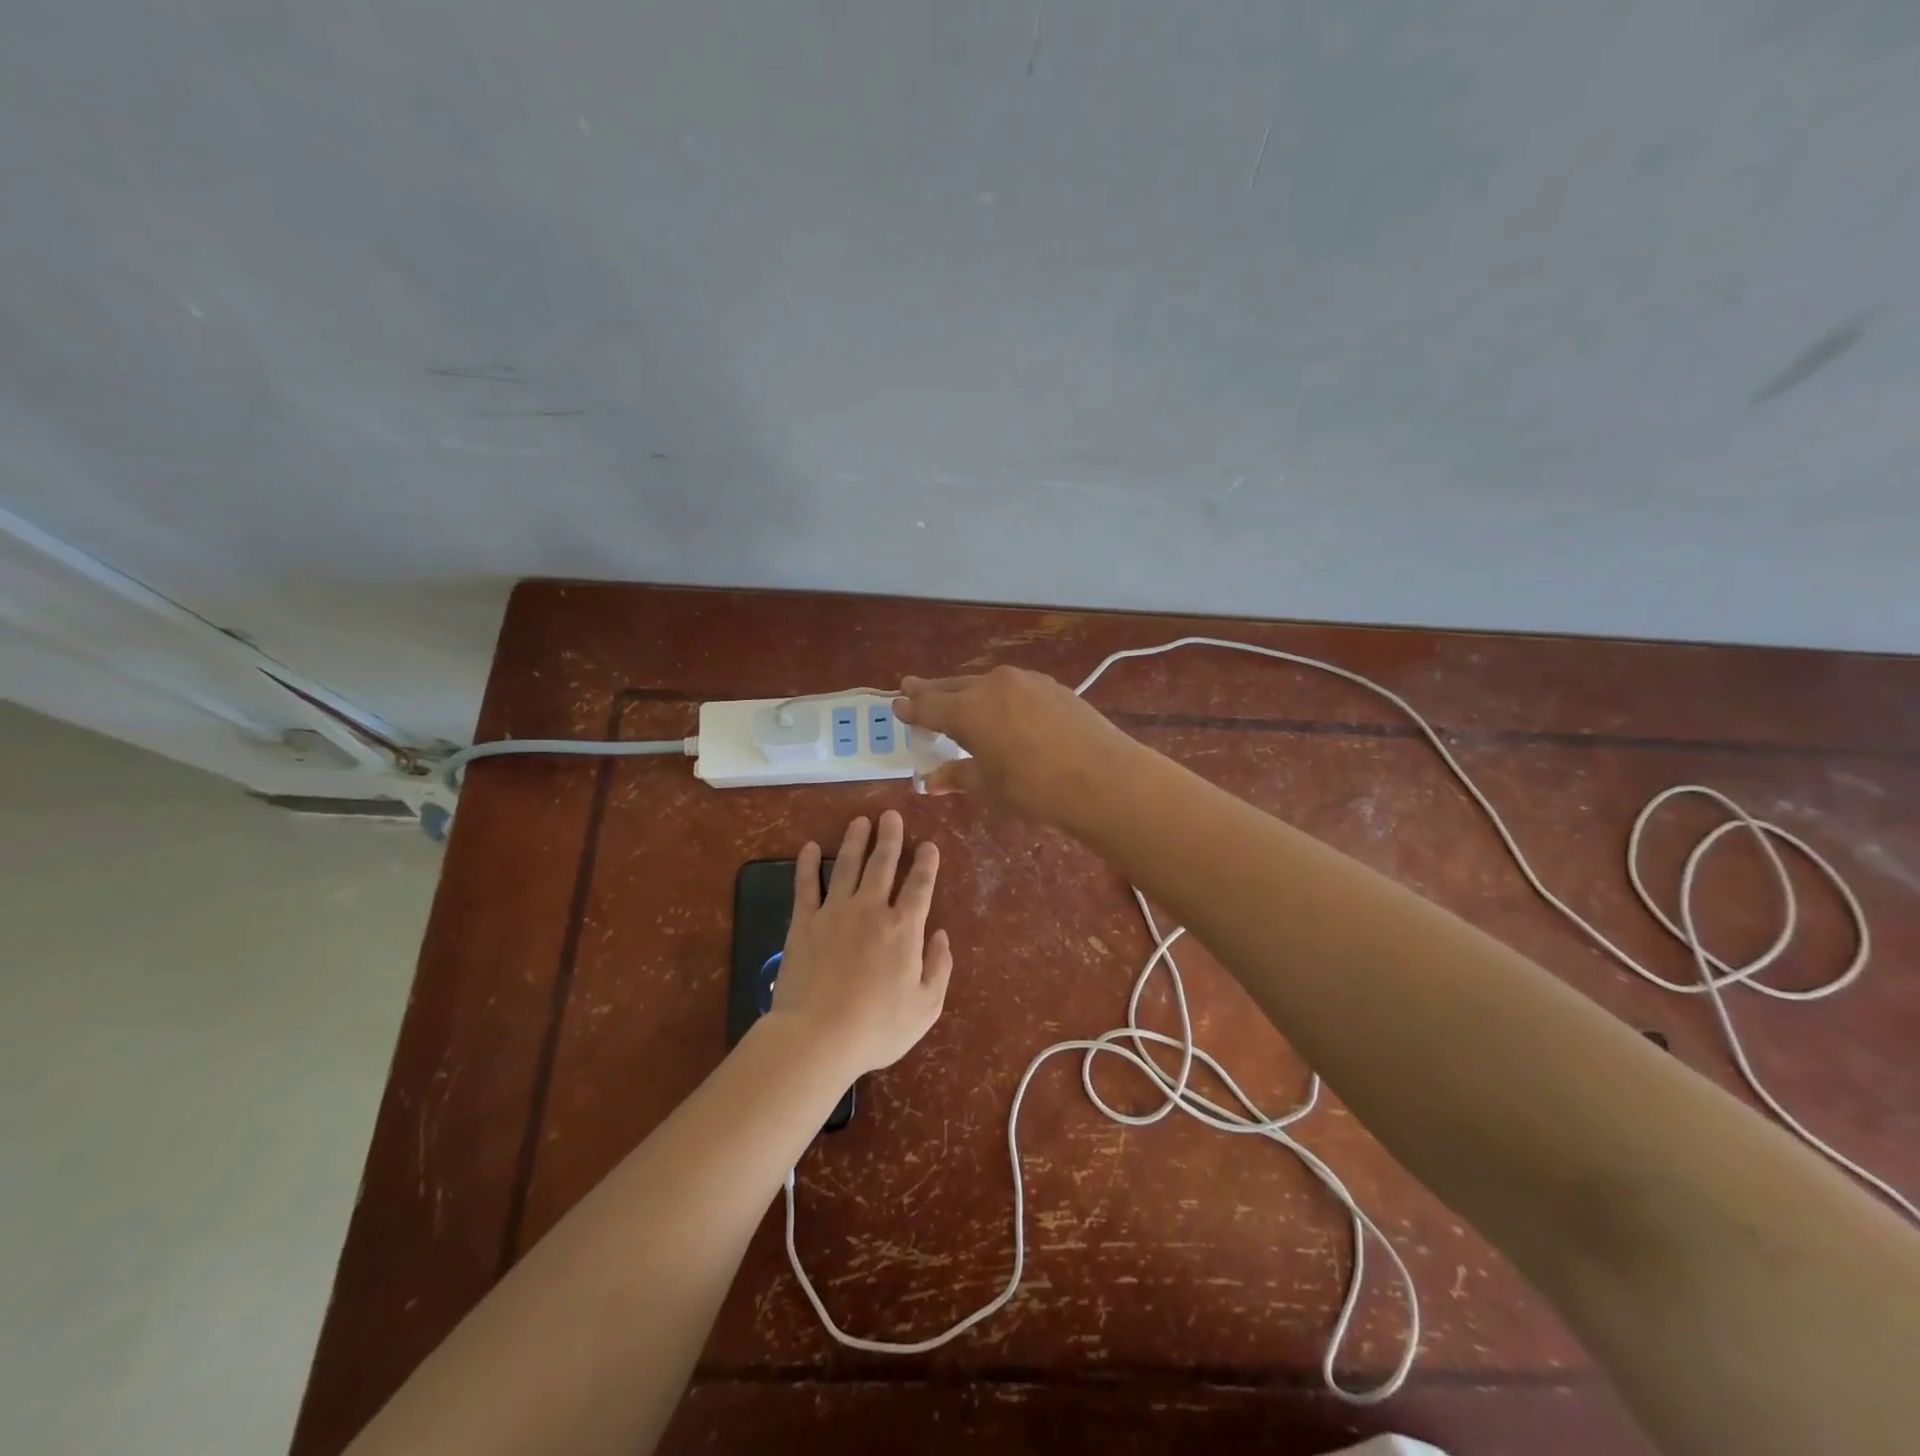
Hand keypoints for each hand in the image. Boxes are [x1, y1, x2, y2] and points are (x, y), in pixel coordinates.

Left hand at [768, 810, 951, 1076]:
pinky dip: (807, 864)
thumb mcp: (925, 1007)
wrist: (817, 1037)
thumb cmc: (876, 1028)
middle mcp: (871, 910)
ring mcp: (835, 912)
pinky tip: (808, 847)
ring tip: (860, 821)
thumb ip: (939, 968)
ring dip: (855, 841)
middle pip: (882, 864)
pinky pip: (806, 885)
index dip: (926, 863)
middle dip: (890, 837)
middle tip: (891, 816)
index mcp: (904, 929)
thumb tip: (942, 935)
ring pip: (847, 866)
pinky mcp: (804, 922)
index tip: (929, 845)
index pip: (919, 886)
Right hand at [893, 666, 1143, 822]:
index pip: (928, 706)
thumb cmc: (1035, 789)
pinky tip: (1004, 707)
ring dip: (967, 691)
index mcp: (968, 709)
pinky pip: (1014, 687)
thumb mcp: (988, 787)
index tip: (897, 705)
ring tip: (958, 698)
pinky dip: (999, 695)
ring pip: (986, 683)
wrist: (1104, 779)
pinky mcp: (1054, 687)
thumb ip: (957, 775)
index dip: (910, 708)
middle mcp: (993, 685)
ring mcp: (1027, 681)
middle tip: (912, 687)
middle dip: (932, 690)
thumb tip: (930, 780)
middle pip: (953, 686)